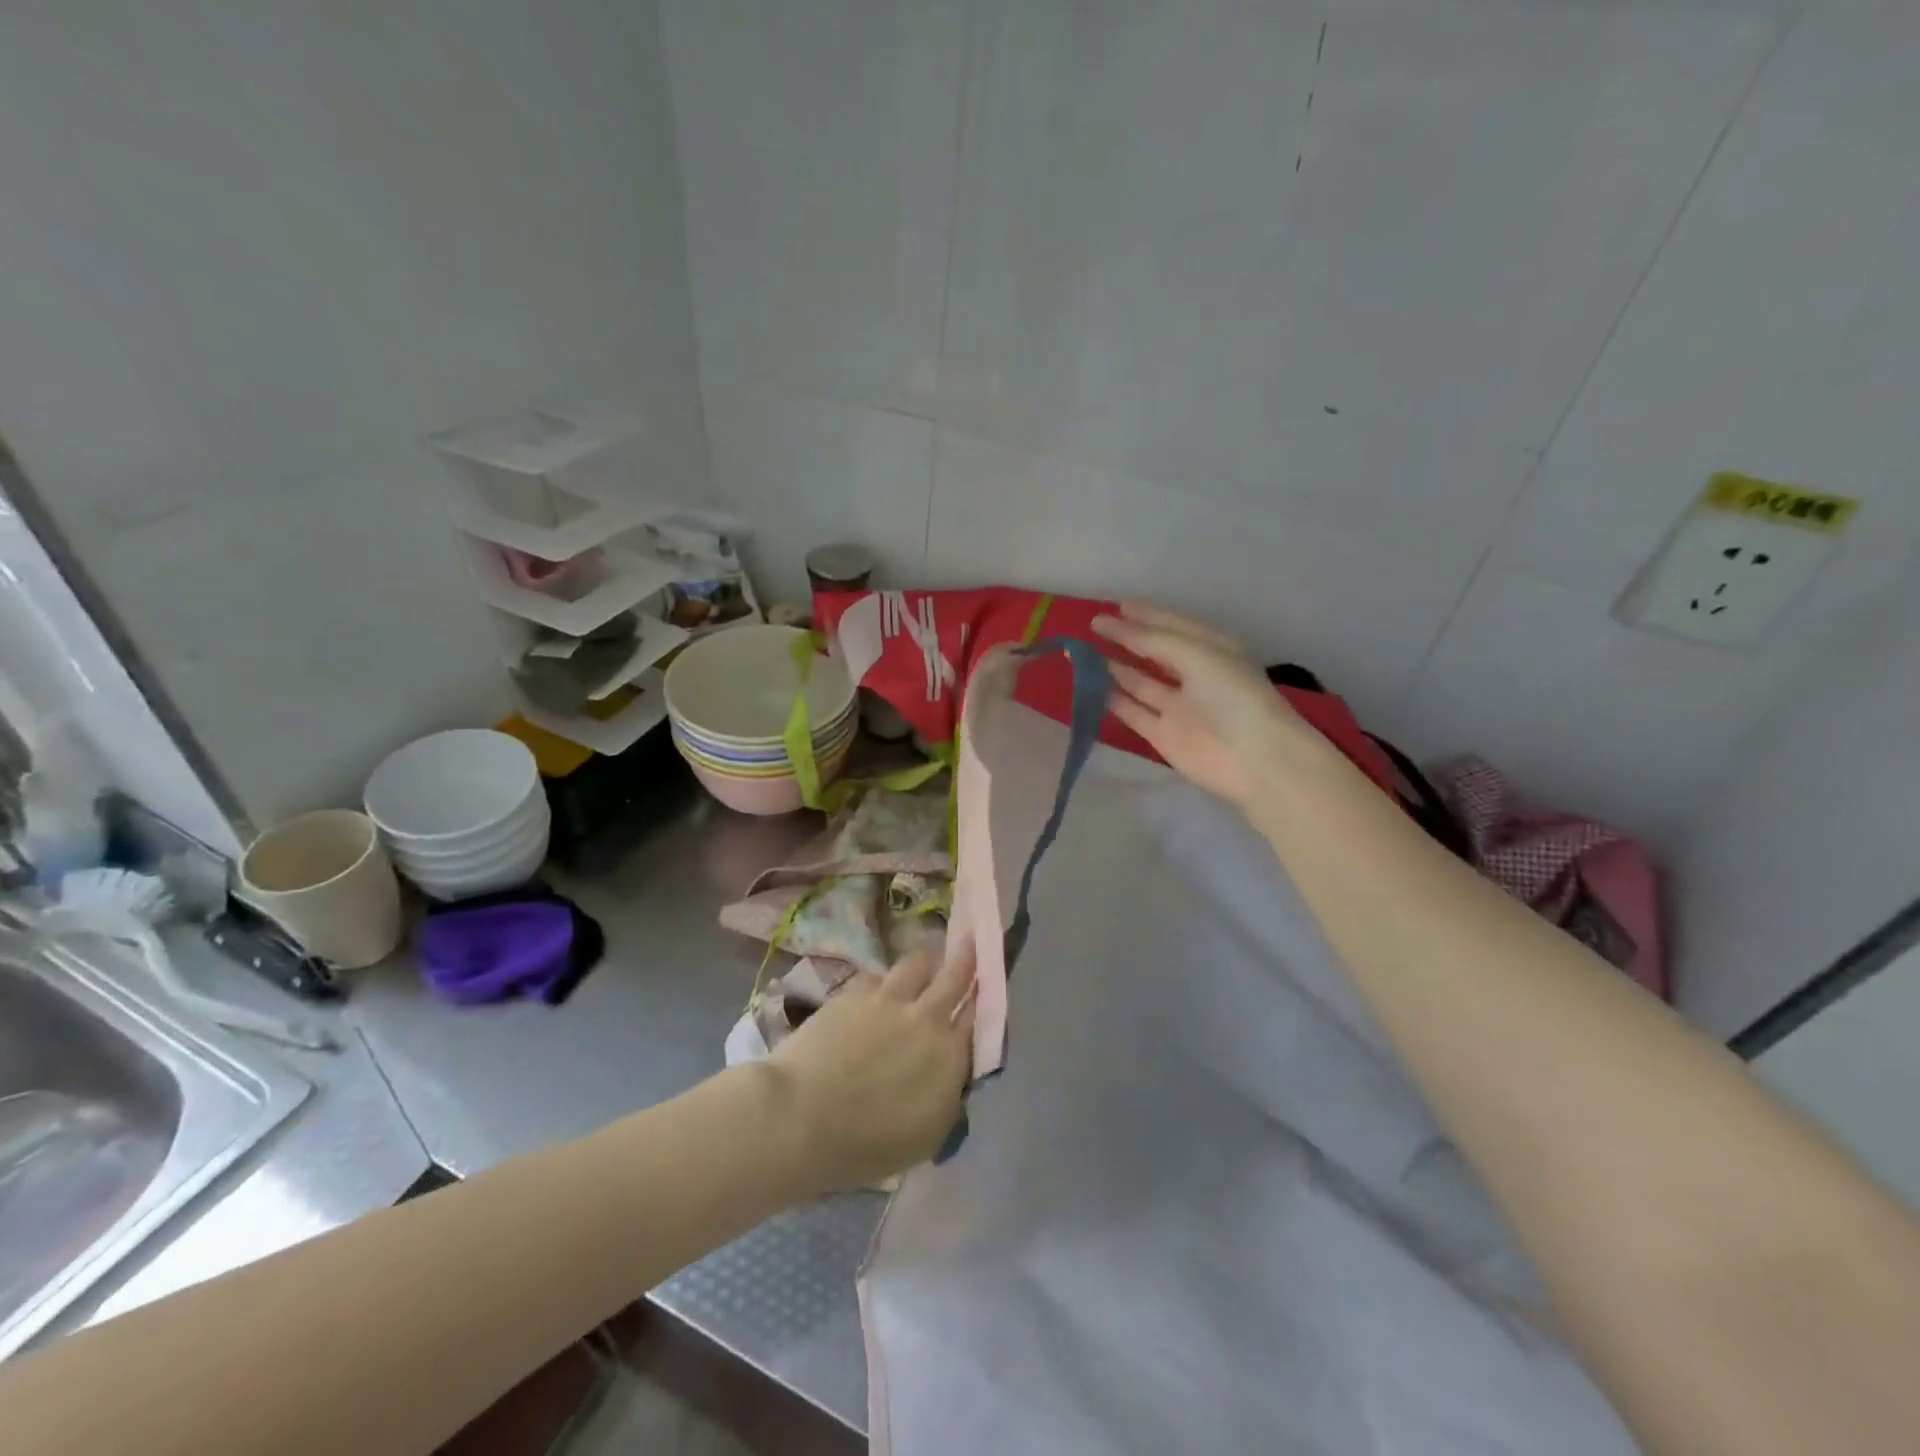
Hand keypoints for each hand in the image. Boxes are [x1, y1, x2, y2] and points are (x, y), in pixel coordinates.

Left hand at [767, 945, 974, 1192]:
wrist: (800, 1117)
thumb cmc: (866, 1144)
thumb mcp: (926, 1138)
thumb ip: (947, 1097)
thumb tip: (952, 1075)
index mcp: (950, 1055)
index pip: (977, 1017)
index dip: (982, 1000)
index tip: (984, 989)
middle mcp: (926, 1017)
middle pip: (955, 976)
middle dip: (967, 958)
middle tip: (970, 942)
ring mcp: (888, 999)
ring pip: (917, 963)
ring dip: (925, 963)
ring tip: (924, 963)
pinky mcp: (853, 992)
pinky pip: (877, 976)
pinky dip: (883, 981)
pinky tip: (876, 990)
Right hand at [1093, 602, 1326, 811]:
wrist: (1255, 759)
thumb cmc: (1232, 695)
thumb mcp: (1196, 654)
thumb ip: (1152, 640)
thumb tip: (1112, 624)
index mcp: (1211, 649)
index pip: (1171, 626)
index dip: (1143, 615)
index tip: (1113, 606)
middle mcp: (1194, 675)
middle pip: (1153, 652)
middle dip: (1126, 639)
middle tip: (1092, 626)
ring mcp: (1178, 707)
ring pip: (1139, 682)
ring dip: (1113, 667)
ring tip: (1082, 653)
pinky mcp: (1163, 735)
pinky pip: (1133, 712)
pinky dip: (1113, 700)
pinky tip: (1089, 686)